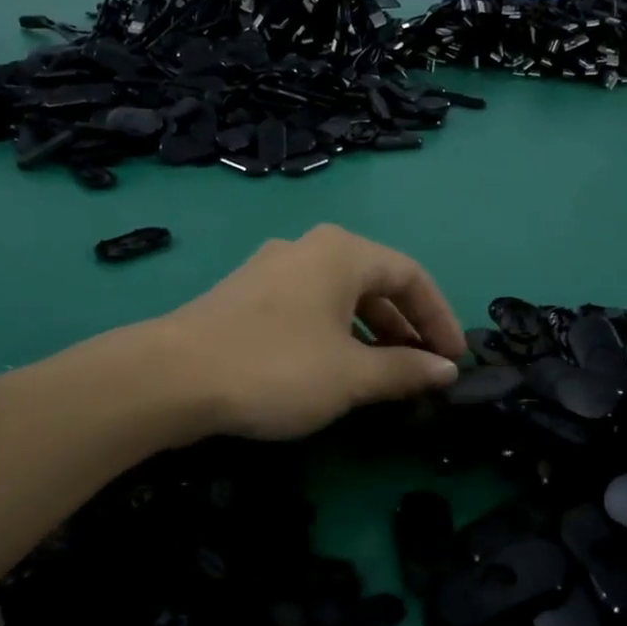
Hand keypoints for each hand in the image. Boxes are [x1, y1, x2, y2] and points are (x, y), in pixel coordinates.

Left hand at [157, 224, 464, 440]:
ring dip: (370, 334)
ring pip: (339, 297)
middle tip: (422, 370)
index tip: (455, 359)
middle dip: (405, 327)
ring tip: (383, 375)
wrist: (171, 377)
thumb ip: (404, 370)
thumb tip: (445, 371)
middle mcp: (308, 248)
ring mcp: (271, 269)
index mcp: (342, 253)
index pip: (411, 276)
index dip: (440, 318)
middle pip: (375, 283)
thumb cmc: (276, 368)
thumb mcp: (351, 376)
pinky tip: (332, 368)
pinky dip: (334, 334)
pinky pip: (308, 308)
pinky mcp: (245, 295)